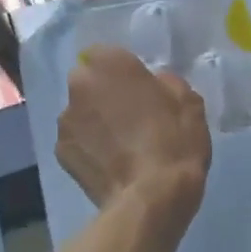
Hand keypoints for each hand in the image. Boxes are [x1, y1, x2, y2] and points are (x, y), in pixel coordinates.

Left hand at [57, 46, 210, 214]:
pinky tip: (111, 164)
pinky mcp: (60, 153)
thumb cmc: (175, 142)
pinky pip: (77, 141)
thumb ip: (166, 83)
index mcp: (110, 64)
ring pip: (80, 113)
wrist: (151, 198)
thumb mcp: (190, 102)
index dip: (121, 71)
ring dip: (95, 122)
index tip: (139, 89)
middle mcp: (79, 85)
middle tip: (130, 116)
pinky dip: (90, 148)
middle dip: (104, 94)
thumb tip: (154, 84)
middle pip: (88, 82)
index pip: (105, 54)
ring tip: (121, 146)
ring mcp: (65, 120)